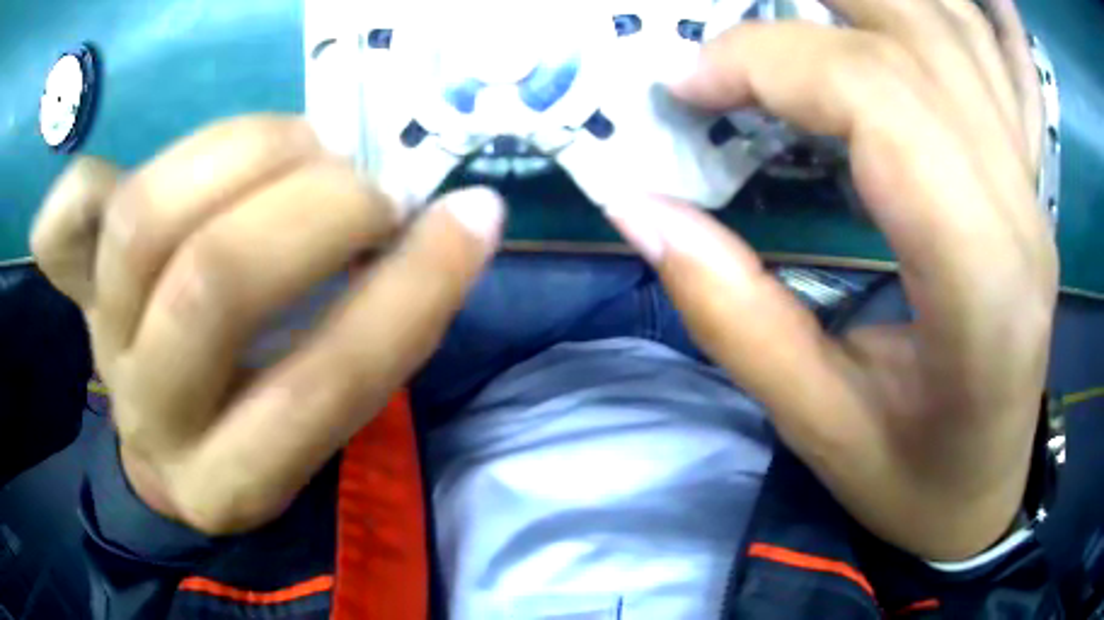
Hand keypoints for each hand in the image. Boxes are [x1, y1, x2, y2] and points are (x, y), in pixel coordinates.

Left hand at [32, 116, 504, 534]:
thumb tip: (454, 221)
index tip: (468, 218)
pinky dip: (87, 183)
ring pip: (145, 221)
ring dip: (243, 154)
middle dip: (313, 209)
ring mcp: (100, 341)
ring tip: (300, 144)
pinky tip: (144, 174)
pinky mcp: (74, 290)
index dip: (409, 294)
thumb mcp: (324, 414)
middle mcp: (152, 417)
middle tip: (366, 185)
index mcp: (232, 481)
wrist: (170, 436)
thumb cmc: (258, 424)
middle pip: (211, 284)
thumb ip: (376, 326)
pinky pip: (62, 227)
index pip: (323, 387)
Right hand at [605, 0, 1055, 560]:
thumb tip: (640, 209)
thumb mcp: (818, 427)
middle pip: (921, 38)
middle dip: (808, 3)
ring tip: (795, 2)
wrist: (985, 496)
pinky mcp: (1029, 183)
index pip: (881, 101)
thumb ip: (731, 313)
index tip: (688, 84)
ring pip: (961, 31)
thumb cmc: (913, 483)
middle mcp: (1021, 211)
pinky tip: (917, 1)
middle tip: (727, 25)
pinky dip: (951, 10)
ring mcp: (1033, 187)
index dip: (771, 64)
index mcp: (981, 284)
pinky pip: (1000, 61)